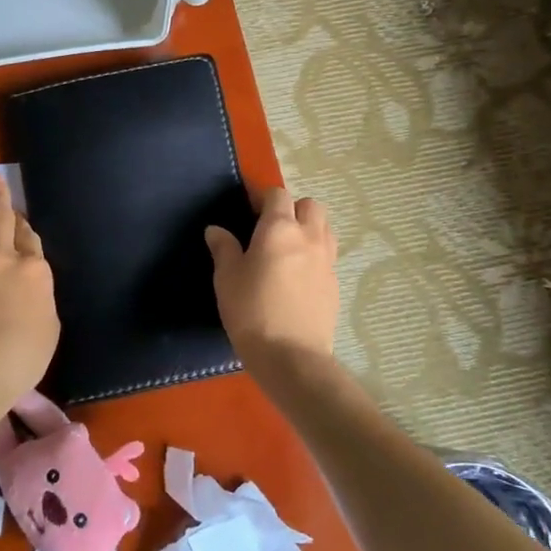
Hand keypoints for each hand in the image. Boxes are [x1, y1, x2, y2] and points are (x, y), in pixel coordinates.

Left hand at [0, 164, 58, 396]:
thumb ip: (40, 300)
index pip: (30, 240)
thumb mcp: (49, 328)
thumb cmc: (21, 357)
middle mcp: (1, 258)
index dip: (25, 226)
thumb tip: (31, 288)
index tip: (20, 218)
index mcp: (34, 271)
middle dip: (0, 195)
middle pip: (2, 219)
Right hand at [206, 187, 338, 368]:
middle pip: (310, 205)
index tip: (248, 210)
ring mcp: (327, 260)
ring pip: (324, 228)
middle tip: (271, 229)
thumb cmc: (251, 311)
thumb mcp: (227, 278)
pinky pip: (327, 255)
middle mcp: (309, 237)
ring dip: (308, 228)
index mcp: (279, 228)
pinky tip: (297, 276)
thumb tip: (216, 230)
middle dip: (293, 209)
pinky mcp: (335, 283)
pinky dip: (315, 254)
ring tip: (288, 249)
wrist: (291, 356)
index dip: (262, 198)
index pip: (277, 195)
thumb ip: (223, 248)